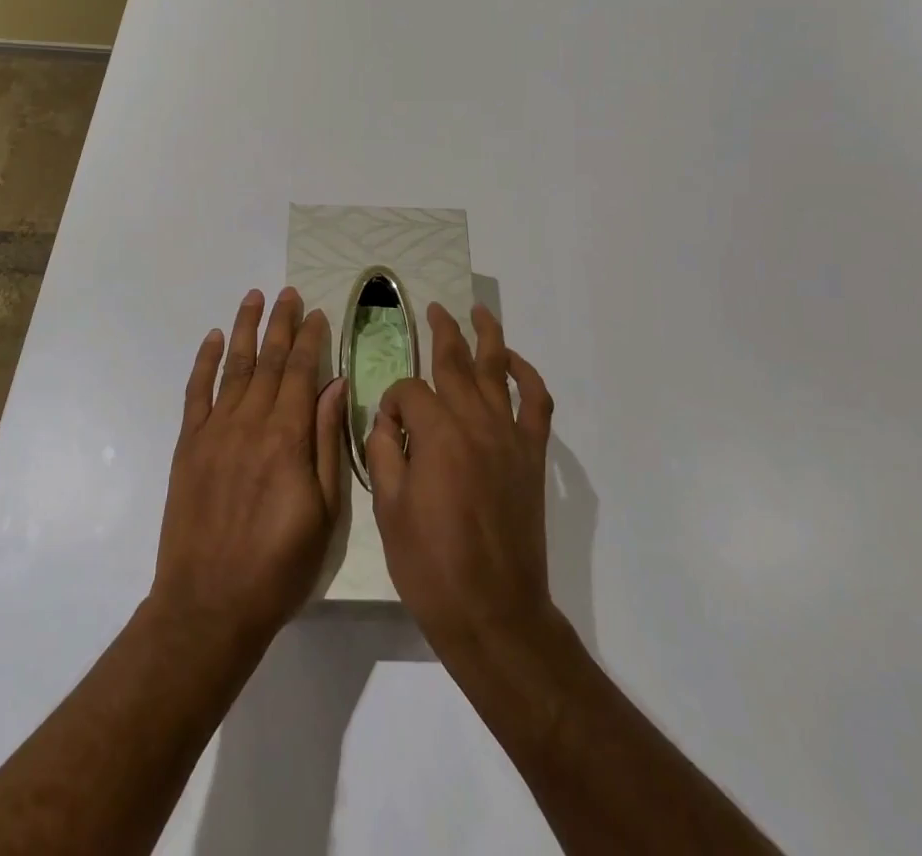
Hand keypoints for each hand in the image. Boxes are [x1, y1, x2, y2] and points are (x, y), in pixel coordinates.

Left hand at [150, 288, 346, 649]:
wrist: (209, 604)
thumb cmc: (279, 565)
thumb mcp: (325, 512)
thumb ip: (328, 443)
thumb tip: (336, 386)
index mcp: (288, 437)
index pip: (303, 372)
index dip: (311, 339)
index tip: (318, 313)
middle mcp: (250, 422)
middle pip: (270, 360)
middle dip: (281, 323)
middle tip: (289, 293)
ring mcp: (214, 431)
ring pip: (235, 366)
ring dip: (246, 329)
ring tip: (254, 298)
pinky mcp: (188, 445)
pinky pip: (197, 392)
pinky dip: (205, 361)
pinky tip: (214, 338)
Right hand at [367, 303, 556, 658]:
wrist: (494, 612)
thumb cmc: (431, 566)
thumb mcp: (388, 509)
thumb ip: (384, 452)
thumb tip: (387, 421)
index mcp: (436, 433)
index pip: (409, 391)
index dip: (392, 401)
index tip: (387, 427)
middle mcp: (475, 422)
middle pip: (456, 362)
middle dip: (442, 332)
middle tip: (434, 309)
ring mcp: (509, 436)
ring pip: (498, 370)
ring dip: (487, 336)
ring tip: (477, 312)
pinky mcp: (532, 456)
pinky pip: (537, 403)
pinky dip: (528, 376)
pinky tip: (515, 362)